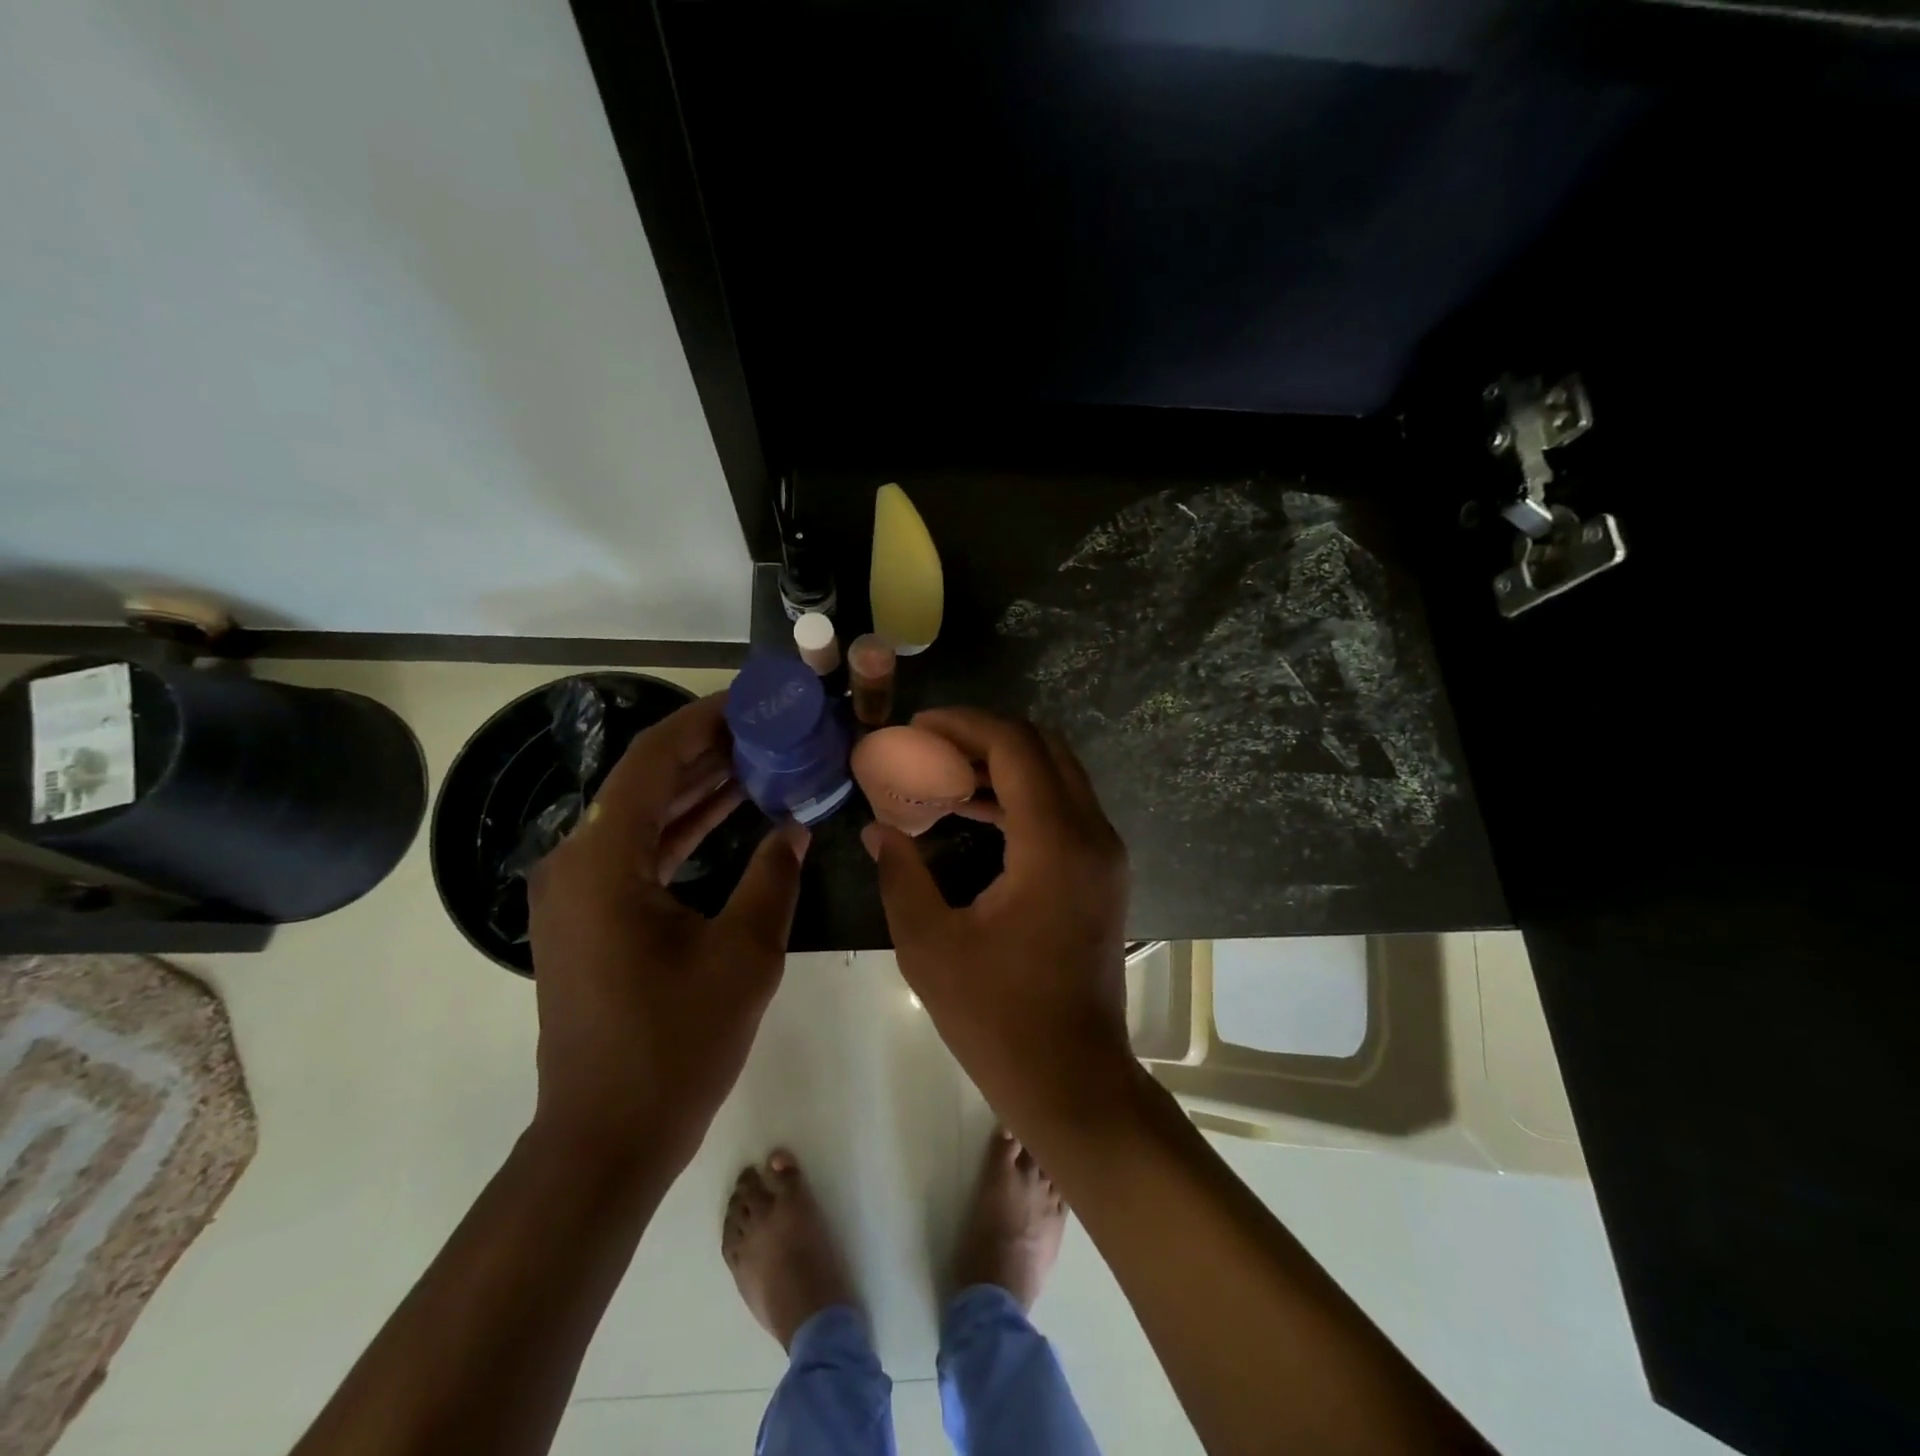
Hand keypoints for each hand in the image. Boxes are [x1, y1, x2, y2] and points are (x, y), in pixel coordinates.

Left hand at [528, 693, 806, 1171]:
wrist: (607, 1138)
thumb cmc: (676, 1044)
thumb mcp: (743, 953)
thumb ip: (772, 877)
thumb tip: (793, 827)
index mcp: (602, 861)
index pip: (652, 761)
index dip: (702, 722)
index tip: (750, 702)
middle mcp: (576, 863)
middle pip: (644, 783)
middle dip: (706, 752)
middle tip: (767, 730)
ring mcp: (578, 893)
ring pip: (641, 817)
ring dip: (697, 790)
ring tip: (759, 761)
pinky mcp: (589, 919)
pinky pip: (638, 853)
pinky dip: (681, 831)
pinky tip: (730, 815)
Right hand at [862, 708, 1132, 1120]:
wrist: (1072, 1078)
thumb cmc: (998, 1018)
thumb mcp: (930, 945)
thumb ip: (901, 874)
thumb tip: (877, 829)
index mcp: (1054, 844)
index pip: (1014, 746)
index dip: (963, 725)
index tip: (917, 728)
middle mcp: (1092, 835)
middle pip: (1043, 748)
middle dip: (984, 736)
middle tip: (928, 747)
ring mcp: (1105, 854)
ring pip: (1057, 774)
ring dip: (1002, 765)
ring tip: (941, 775)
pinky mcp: (1103, 873)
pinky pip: (1063, 808)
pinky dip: (1020, 797)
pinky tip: (973, 811)